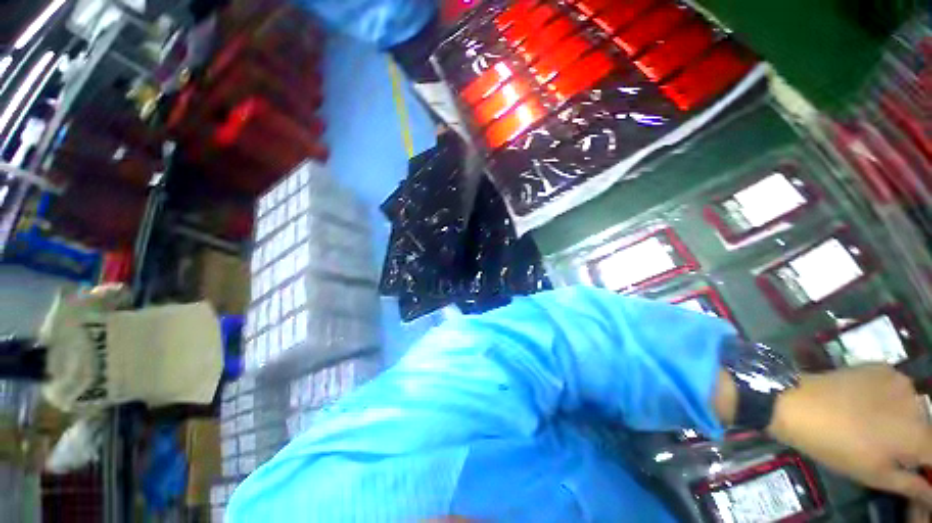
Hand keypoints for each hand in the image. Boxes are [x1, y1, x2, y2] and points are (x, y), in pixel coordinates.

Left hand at [768, 365, 931, 505]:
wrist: (798, 403)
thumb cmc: (837, 446)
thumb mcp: (874, 475)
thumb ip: (911, 484)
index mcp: (920, 436)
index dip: (926, 462)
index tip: (913, 465)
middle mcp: (920, 403)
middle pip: (927, 428)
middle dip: (915, 440)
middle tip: (889, 446)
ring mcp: (901, 380)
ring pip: (913, 406)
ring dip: (903, 418)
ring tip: (874, 424)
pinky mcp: (881, 366)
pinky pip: (895, 387)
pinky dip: (889, 398)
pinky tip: (867, 404)